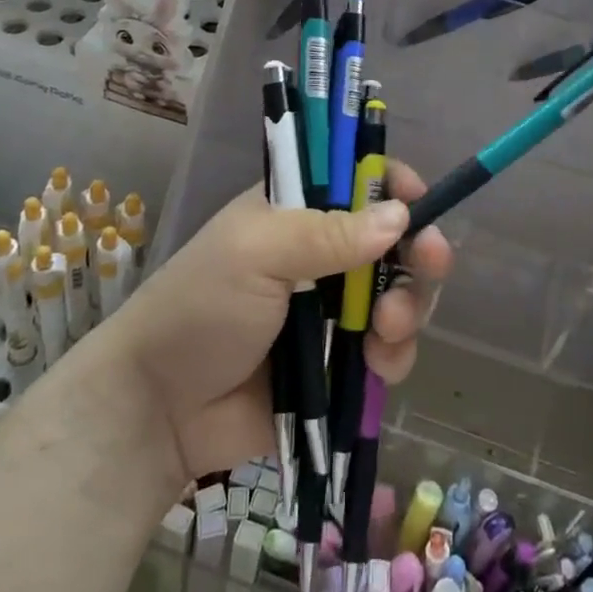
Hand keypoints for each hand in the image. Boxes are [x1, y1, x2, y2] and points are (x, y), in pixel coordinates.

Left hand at [105, 161, 451, 489]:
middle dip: (418, 250)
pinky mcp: (342, 362)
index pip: (358, 180)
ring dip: (410, 306)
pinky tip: (379, 365)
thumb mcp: (257, 253)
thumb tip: (401, 215)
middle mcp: (324, 254)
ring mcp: (335, 310)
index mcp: (298, 212)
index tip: (417, 201)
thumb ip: (328, 233)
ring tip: (389, 328)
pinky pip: (389, 349)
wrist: (160, 411)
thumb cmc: (200, 308)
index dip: (393, 185)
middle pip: (395, 239)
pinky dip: (395, 354)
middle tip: (431, 261)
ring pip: (401, 294)